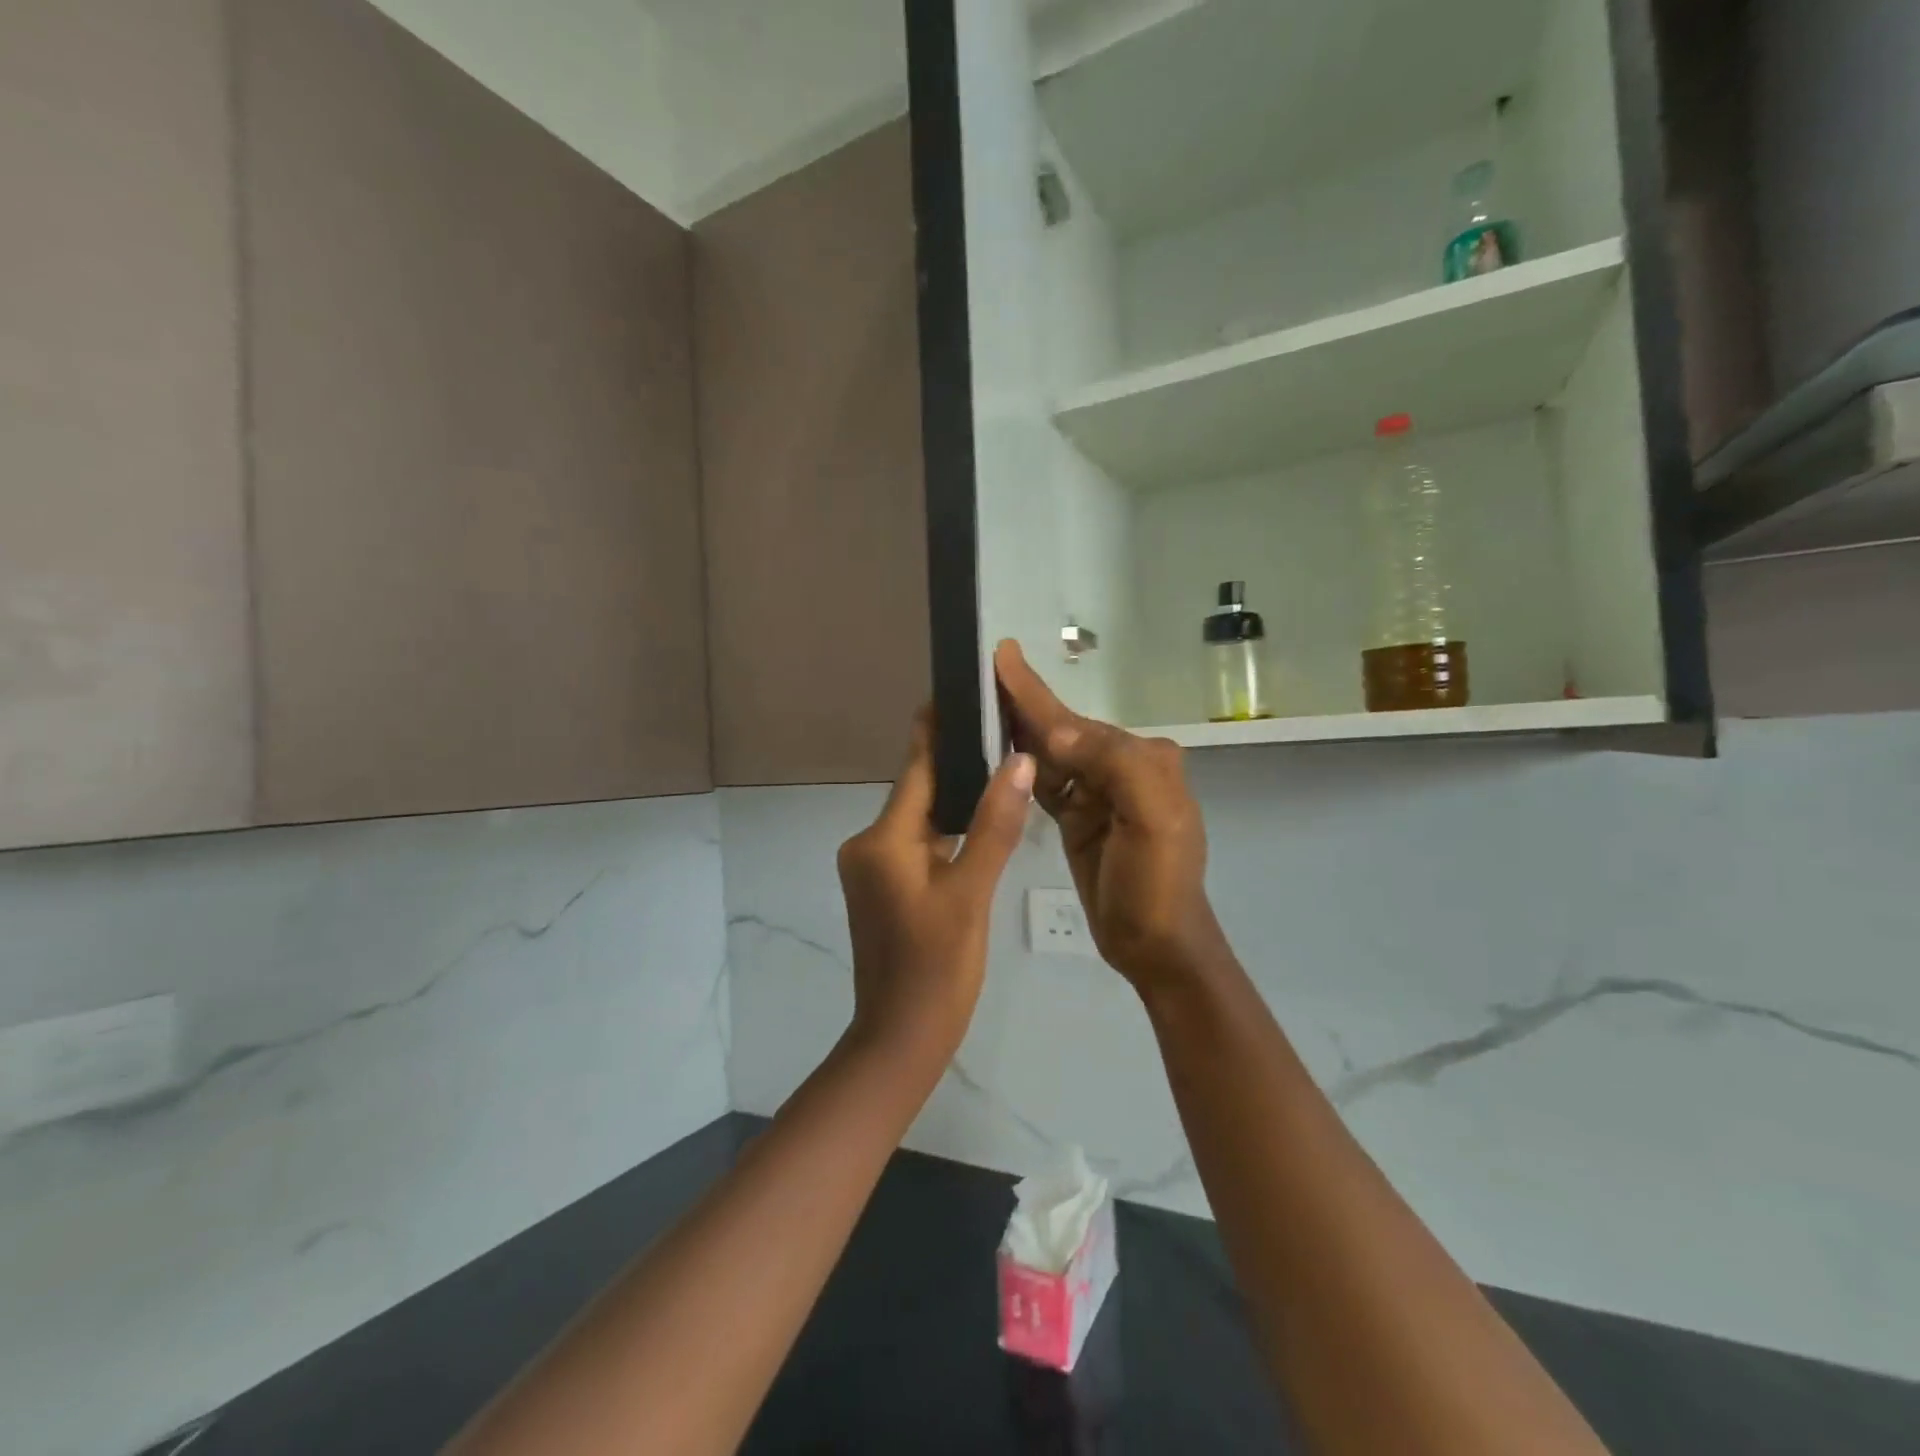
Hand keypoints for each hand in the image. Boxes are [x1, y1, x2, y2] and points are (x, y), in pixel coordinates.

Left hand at [837, 708, 1034, 1066]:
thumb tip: (1018, 761)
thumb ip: (994, 825)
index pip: (915, 768)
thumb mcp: (971, 894)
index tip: (959, 690)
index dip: (937, 729)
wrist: (901, 1040)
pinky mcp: (886, 889)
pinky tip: (982, 820)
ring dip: (956, 798)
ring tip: (1001, 764)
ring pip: (922, 820)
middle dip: (956, 762)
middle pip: (919, 791)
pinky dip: (948, 832)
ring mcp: (874, 869)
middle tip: (1002, 728)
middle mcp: (869, 845)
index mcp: (882, 839)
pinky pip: (920, 846)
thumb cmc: (936, 969)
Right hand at [995, 641, 1224, 993]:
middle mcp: (1121, 767)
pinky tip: (999, 747)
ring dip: (1019, 728)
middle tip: (982, 673)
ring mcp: (1098, 793)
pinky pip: (1047, 781)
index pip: (1078, 721)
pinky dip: (1024, 763)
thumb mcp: (1151, 819)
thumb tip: (1055, 732)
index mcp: (1142, 759)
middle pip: (1062, 730)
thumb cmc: (1156, 882)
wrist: (1156, 945)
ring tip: (980, 702)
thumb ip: (1111, 764)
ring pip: (1051, 753)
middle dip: (1024, 703)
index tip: (1004, 655)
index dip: (1036, 692)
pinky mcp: (1079, 817)